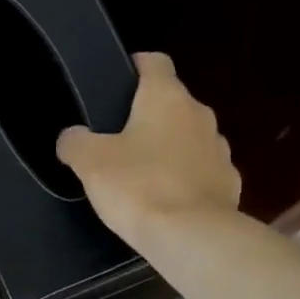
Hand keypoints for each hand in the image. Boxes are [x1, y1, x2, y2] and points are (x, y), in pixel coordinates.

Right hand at [56, 53, 241, 245]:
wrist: (191, 235)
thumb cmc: (138, 188)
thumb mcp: (91, 164)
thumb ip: (76, 143)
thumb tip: (71, 136)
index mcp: (166, 98)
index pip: (154, 62)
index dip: (135, 67)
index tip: (117, 83)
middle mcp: (199, 114)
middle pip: (172, 103)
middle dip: (149, 117)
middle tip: (120, 141)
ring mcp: (219, 149)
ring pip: (189, 139)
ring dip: (170, 150)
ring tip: (144, 176)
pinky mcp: (228, 182)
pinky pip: (202, 172)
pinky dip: (186, 180)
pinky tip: (169, 202)